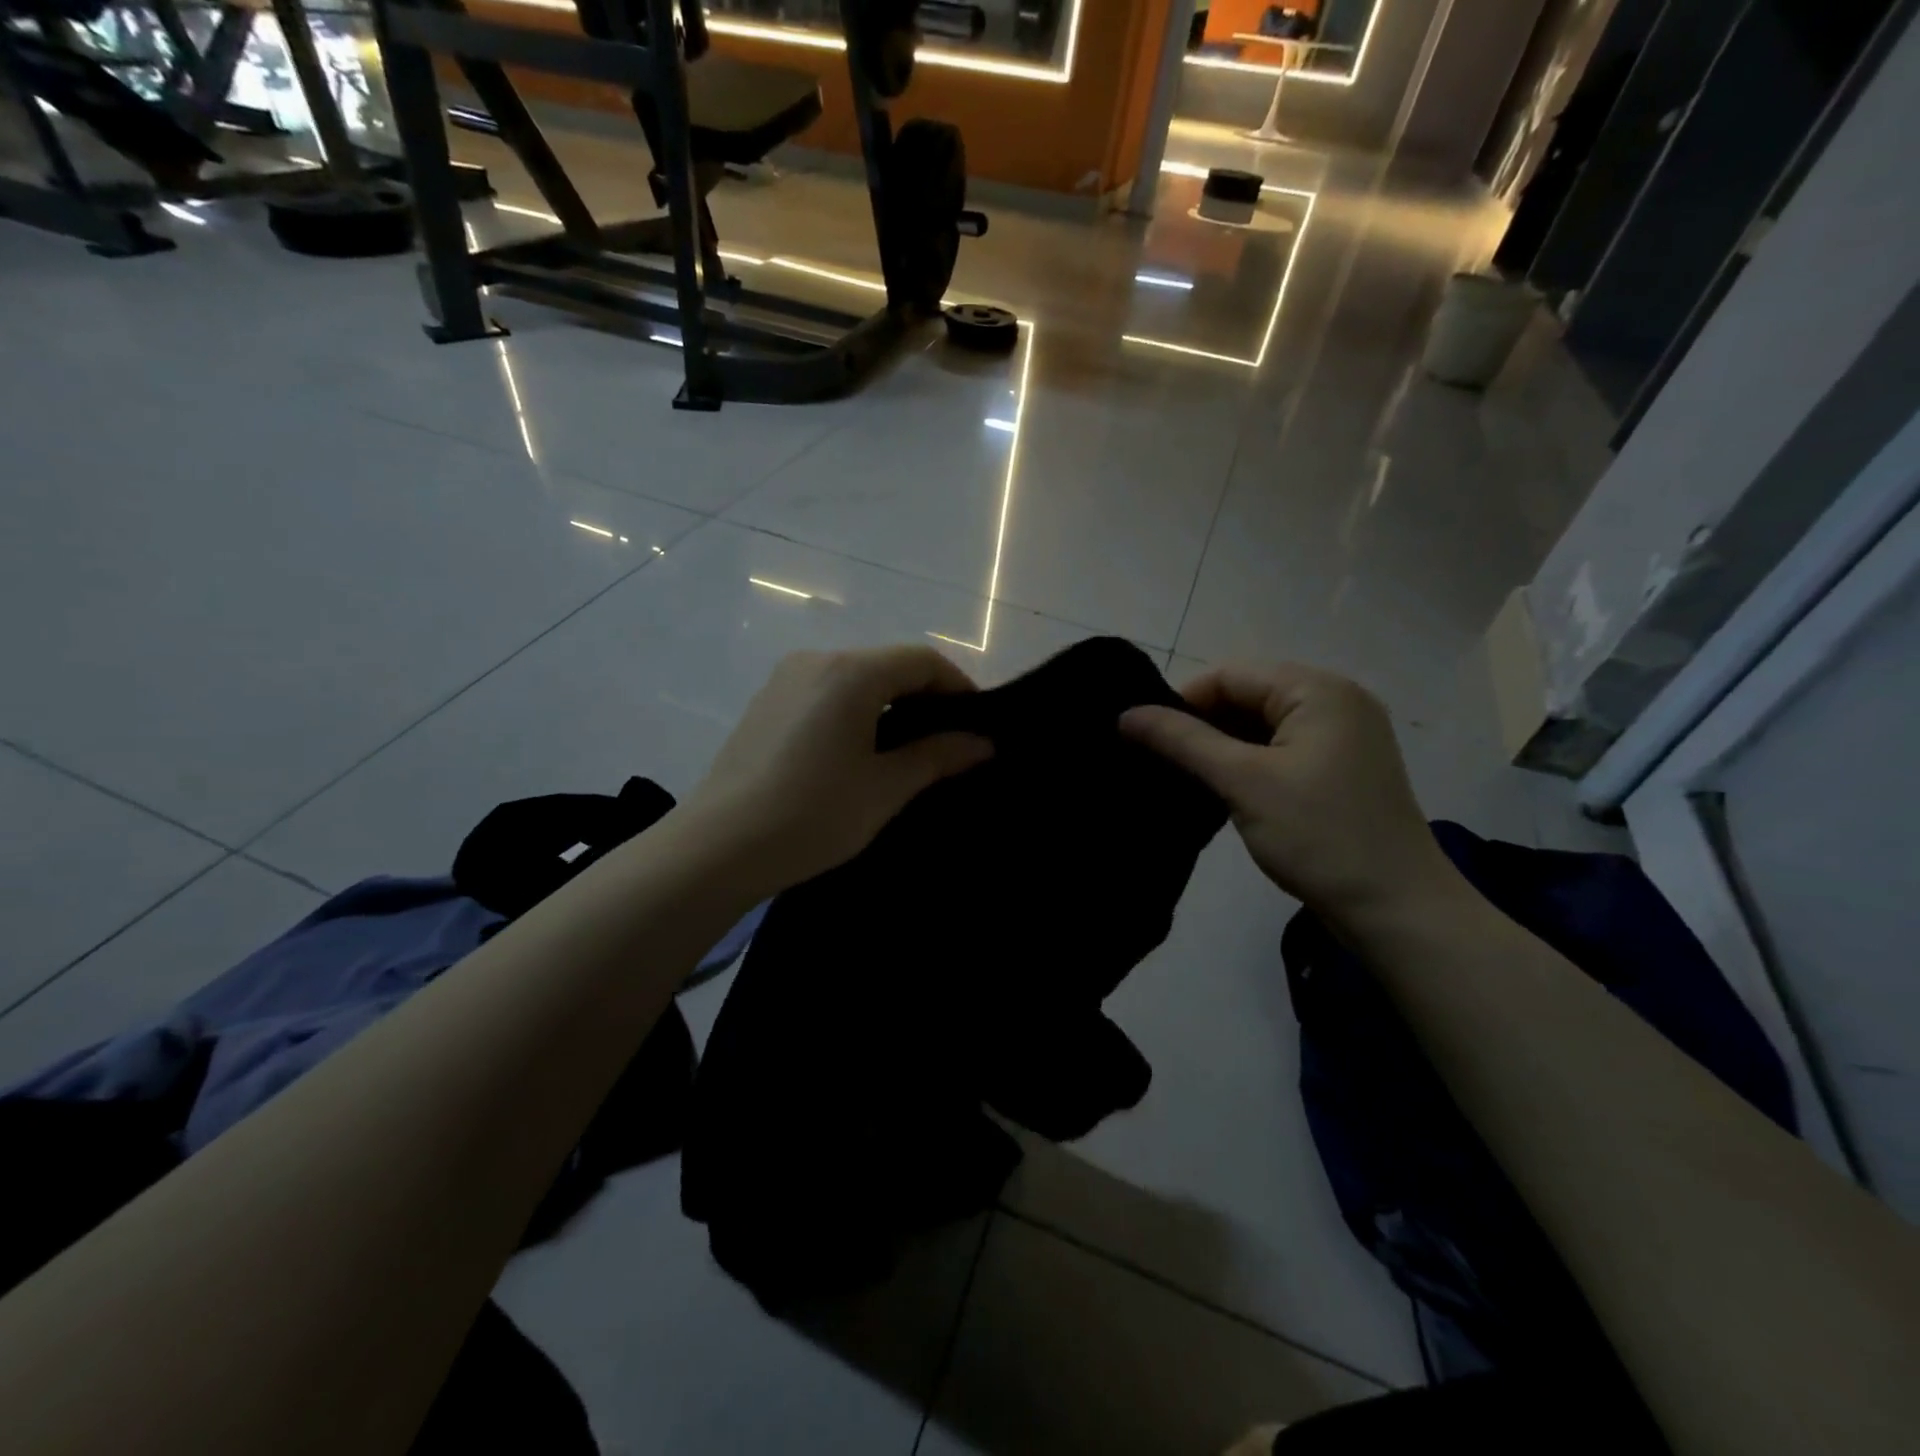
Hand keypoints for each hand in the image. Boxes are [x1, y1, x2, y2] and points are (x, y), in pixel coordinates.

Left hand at [683, 646, 992, 896]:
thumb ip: (937, 757)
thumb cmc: (812, 814)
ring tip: (906, 752)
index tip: (977, 725)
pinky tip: (858, 753)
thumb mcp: (884, 788)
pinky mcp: (765, 704)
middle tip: (948, 743)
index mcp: (850, 672)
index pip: (921, 660)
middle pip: (887, 664)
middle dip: (925, 697)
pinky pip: (825, 694)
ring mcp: (784, 680)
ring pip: (855, 679)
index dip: (958, 687)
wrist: (717, 848)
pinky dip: (855, 712)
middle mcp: (816, 661)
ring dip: (889, 705)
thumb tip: (983, 743)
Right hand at [1120, 663, 1457, 923]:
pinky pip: (1278, 751)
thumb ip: (1182, 741)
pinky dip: (1245, 764)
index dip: (1181, 701)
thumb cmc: (1319, 836)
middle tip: (1154, 759)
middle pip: (1246, 696)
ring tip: (1178, 775)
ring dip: (1220, 747)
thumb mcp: (1243, 782)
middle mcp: (1335, 702)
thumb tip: (1125, 714)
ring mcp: (1342, 738)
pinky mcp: (1338, 771)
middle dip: (1199, 725)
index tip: (1142, 737)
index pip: (1230, 675)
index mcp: (1318, 690)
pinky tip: (1216, 788)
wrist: (1397, 911)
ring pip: (1260, 726)